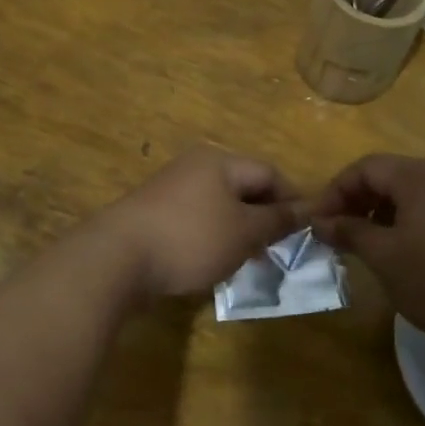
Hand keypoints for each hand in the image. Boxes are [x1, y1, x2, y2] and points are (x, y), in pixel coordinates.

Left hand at [99, 149, 302, 298]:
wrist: (118, 258)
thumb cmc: (191, 238)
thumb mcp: (244, 231)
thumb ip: (276, 220)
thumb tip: (304, 209)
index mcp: (219, 162)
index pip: (268, 173)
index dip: (292, 199)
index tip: (306, 229)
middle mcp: (195, 168)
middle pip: (243, 188)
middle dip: (264, 217)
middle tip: (280, 248)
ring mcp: (171, 190)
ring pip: (219, 207)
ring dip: (239, 231)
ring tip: (251, 260)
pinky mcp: (155, 215)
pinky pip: (196, 221)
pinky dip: (213, 238)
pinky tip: (216, 263)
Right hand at [312, 154, 424, 347]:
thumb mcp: (384, 257)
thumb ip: (349, 232)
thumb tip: (322, 221)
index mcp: (419, 175)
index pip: (365, 167)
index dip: (335, 191)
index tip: (318, 223)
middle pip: (392, 174)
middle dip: (360, 200)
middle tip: (340, 233)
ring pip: (416, 191)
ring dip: (385, 211)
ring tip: (371, 244)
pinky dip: (413, 219)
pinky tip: (409, 250)